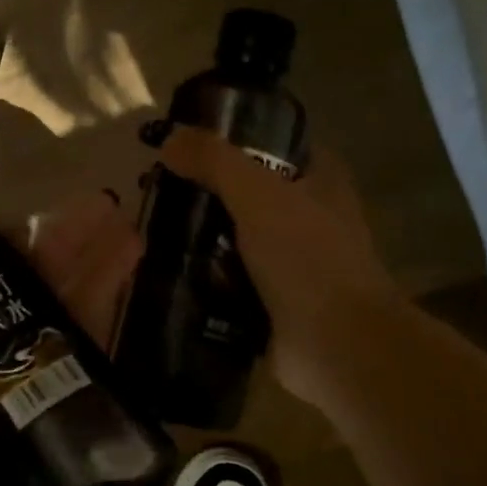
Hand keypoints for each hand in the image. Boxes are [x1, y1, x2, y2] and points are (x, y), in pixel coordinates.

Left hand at [0, 192, 141, 485]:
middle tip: (101, 208)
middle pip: (21, 279)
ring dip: (92, 269)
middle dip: (61, 243)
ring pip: (54, 308)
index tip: (23, 207)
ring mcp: (9, 371)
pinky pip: (73, 355)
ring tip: (126, 230)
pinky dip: (99, 318)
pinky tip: (126, 284)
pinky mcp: (38, 403)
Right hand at [159, 127, 400, 409]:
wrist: (337, 346)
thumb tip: (170, 139)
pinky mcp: (271, 302)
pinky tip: (164, 272)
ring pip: (233, 238)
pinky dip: (201, 278)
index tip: (185, 144)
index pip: (272, 146)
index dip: (232, 139)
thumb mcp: (260, 196)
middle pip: (246, 193)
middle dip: (204, 192)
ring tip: (149, 230)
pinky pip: (227, 281)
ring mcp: (290, 263)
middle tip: (154, 191)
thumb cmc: (308, 259)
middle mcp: (307, 218)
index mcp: (319, 182)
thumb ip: (215, 162)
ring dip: (198, 237)